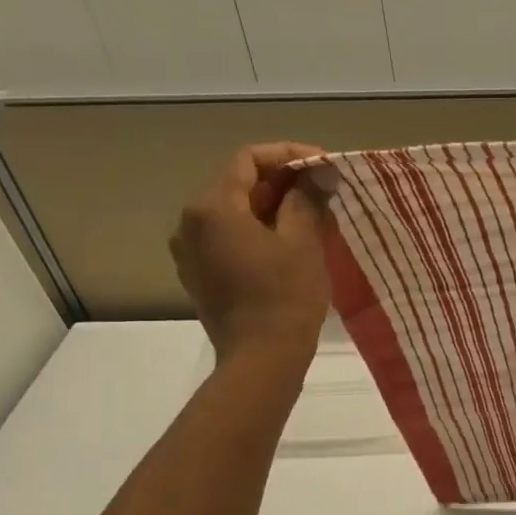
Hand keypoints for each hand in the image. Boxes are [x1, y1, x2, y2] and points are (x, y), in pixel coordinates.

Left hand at [170, 142, 330, 364]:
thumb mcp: (303, 241)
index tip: (324, 165)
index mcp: (212, 207)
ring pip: (234, 213)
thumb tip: (318, 172)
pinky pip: (229, 238)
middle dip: (282, 182)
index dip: (289, 155)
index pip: (248, 159)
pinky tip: (290, 243)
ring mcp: (191, 251)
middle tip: (324, 190)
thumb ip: (306, 198)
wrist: (262, 359)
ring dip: (272, 207)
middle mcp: (191, 223)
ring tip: (313, 216)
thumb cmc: (285, 296)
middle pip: (238, 184)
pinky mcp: (200, 275)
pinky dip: (259, 231)